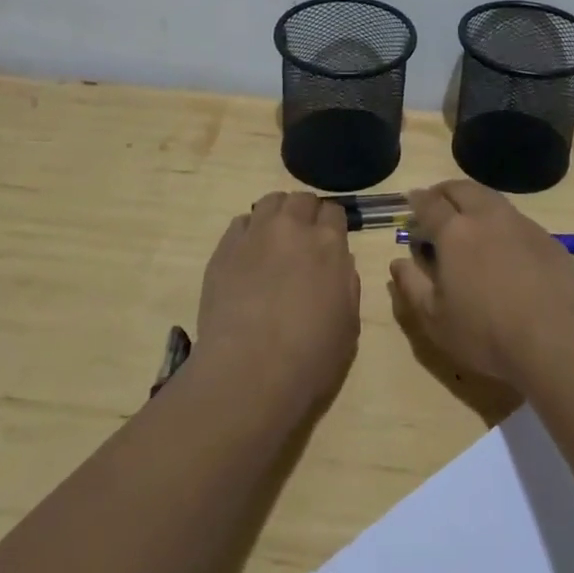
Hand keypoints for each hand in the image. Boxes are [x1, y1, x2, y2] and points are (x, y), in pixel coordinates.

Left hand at [195, 191, 360, 419]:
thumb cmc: (309, 358)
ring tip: (275, 240)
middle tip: (303, 241)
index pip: (334, 211)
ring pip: (271, 202)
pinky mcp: (225, 248)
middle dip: (306, 214)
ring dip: (278, 214)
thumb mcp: (348, 325)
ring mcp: (256, 234)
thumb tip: (339, 264)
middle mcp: (293, 227)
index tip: (329, 242)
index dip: (332, 225)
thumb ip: (347, 285)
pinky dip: (249, 231)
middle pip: (302, 200)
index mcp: (329, 244)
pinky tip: (249, 255)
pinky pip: (241, 223)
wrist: (248, 373)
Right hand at [389, 180, 573, 387]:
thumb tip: (398, 262)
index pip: (430, 204)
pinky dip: (500, 221)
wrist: (558, 338)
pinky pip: (516, 218)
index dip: (417, 202)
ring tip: (468, 218)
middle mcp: (487, 216)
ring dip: (473, 201)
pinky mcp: (547, 238)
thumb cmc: (486, 332)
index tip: (410, 203)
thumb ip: (412, 286)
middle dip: (444, 191)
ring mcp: (520, 223)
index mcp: (454, 231)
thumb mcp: (436, 320)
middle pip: (461, 188)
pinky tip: (503, 243)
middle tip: (436, 202)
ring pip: (491, 198)